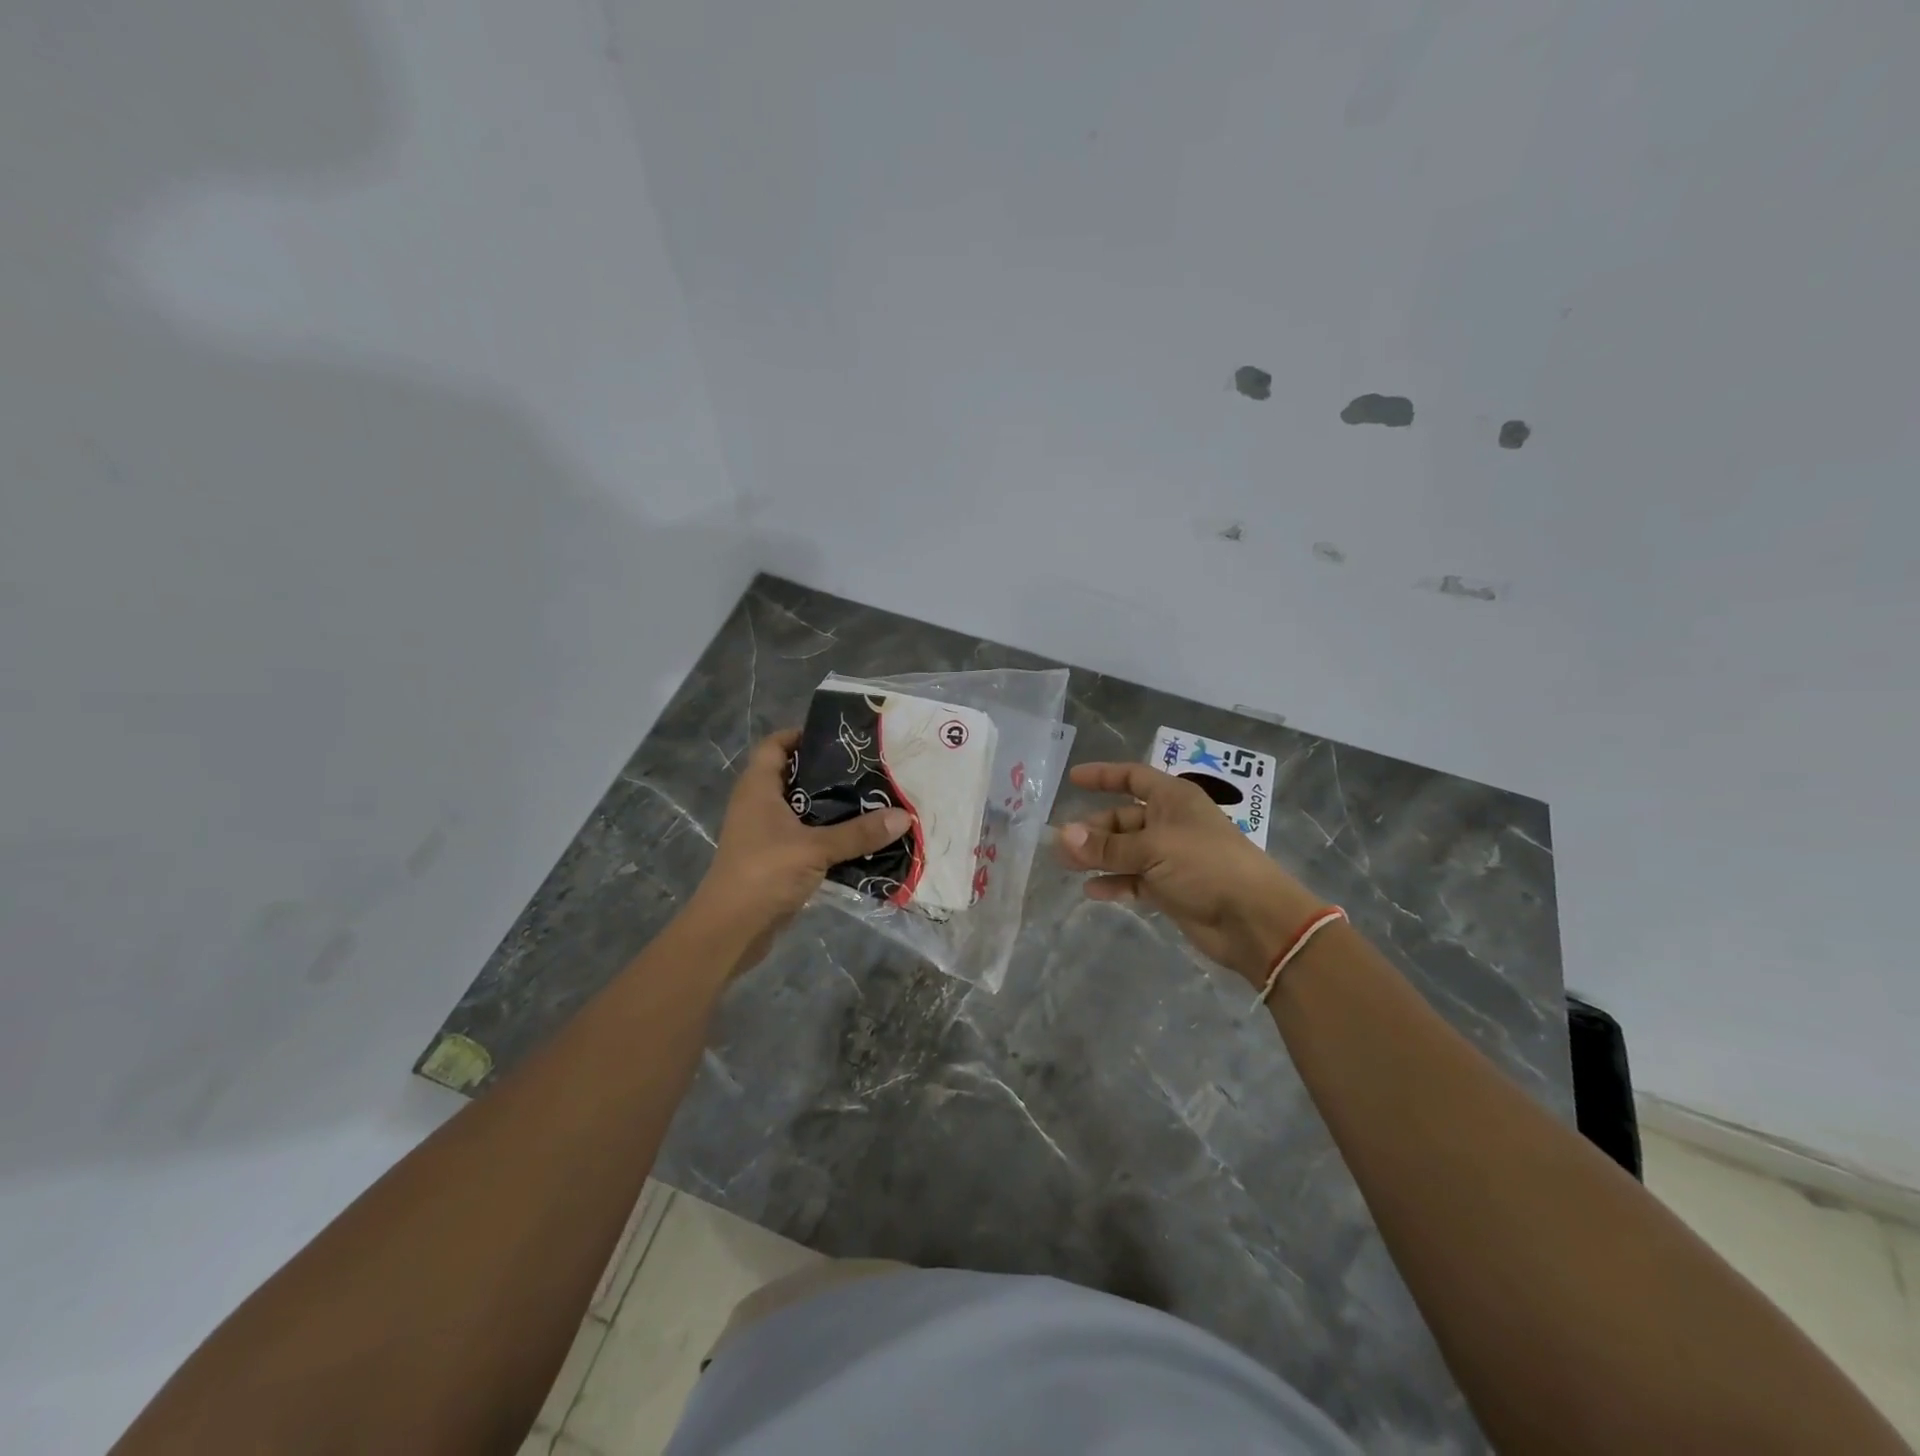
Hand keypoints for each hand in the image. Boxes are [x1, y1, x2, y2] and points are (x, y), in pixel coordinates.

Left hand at [692, 730, 910, 966]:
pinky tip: (859, 838)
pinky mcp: (774, 860)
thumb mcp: (815, 848)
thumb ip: (859, 832)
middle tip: (868, 769)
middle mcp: (758, 805)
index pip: (775, 746)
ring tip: (872, 800)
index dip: (801, 735)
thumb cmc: (764, 873)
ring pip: (801, 809)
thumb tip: (904, 816)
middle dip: (828, 772)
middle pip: (793, 776)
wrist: (730, 930)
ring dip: (831, 806)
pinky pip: (805, 837)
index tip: (839, 737)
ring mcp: (764, 834)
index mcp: (758, 789)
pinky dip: (828, 835)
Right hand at [1057, 761, 1328, 987]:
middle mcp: (1171, 823)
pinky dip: (1115, 883)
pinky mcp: (1171, 888)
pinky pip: (1135, 880)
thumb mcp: (1152, 850)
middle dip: (1093, 829)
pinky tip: (1092, 891)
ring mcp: (1171, 857)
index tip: (1073, 779)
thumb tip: (1062, 836)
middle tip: (1059, 843)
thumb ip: (1106, 847)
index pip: (1133, 777)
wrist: (1253, 920)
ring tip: (1066, 867)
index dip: (1104, 776)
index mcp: (1174, 799)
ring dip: (1098, 857)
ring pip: (1126, 851)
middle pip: (1123, 818)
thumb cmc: (1206, 866)